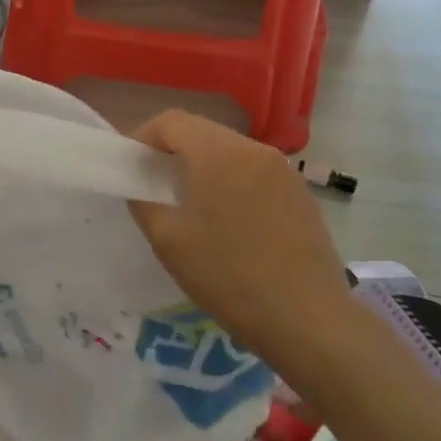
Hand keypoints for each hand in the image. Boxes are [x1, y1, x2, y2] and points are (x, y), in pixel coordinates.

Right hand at [126, 110, 357, 362]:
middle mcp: (253, 149)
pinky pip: (254, 171)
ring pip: (230, 150)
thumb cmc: (227, 276)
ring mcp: (283, 169)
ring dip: (203, 165)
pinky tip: (229, 220)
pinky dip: (232, 180)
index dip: (143, 137)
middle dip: (173, 149)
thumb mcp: (168, 241)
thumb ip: (143, 201)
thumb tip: (139, 185)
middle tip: (155, 184)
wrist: (307, 319)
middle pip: (202, 131)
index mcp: (217, 153)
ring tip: (191, 203)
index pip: (171, 121)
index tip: (133, 167)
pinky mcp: (300, 192)